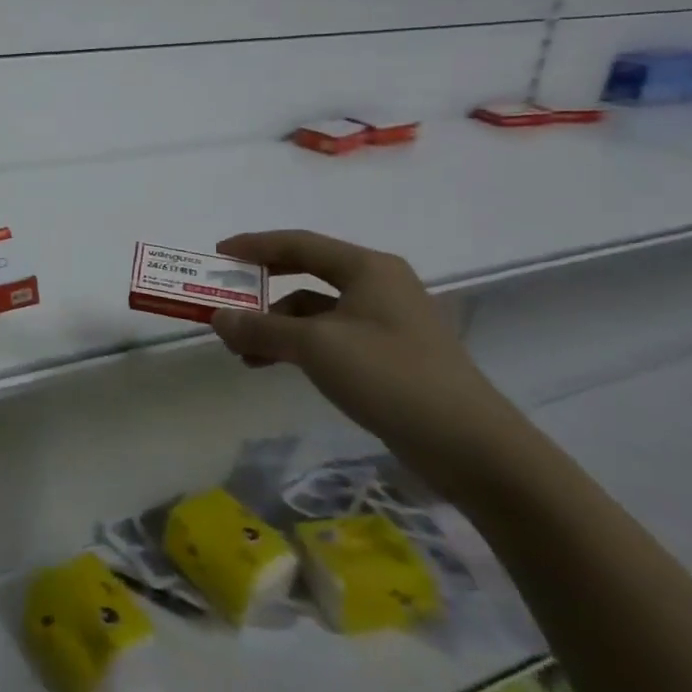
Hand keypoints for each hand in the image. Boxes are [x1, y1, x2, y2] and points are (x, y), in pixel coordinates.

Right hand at [209, 230, 529, 494]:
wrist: (473, 448)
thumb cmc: (391, 377)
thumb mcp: (315, 347)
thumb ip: (261, 328)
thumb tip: (217, 318)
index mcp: (367, 268)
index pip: (298, 243)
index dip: (254, 246)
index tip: (218, 254)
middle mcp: (378, 285)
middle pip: (306, 274)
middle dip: (262, 289)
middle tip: (226, 298)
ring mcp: (387, 322)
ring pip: (316, 311)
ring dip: (276, 325)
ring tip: (241, 349)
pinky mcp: (390, 356)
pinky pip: (330, 337)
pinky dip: (298, 345)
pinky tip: (273, 365)